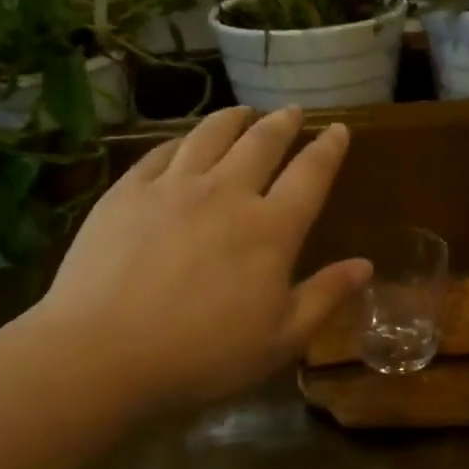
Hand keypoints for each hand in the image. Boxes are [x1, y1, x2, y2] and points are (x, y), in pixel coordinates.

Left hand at [31, 106, 368, 415]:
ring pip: (211, 135)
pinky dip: (182, 140)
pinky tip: (185, 141)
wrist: (102, 353)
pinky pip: (162, 152)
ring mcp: (173, 187)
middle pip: (262, 143)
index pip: (310, 175)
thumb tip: (366, 265)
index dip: (329, 149)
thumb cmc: (202, 356)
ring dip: (233, 120)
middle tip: (292, 112)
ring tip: (243, 112)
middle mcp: (227, 193)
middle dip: (283, 123)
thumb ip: (325, 297)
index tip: (338, 130)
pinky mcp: (127, 192)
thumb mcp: (280, 340)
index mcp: (270, 229)